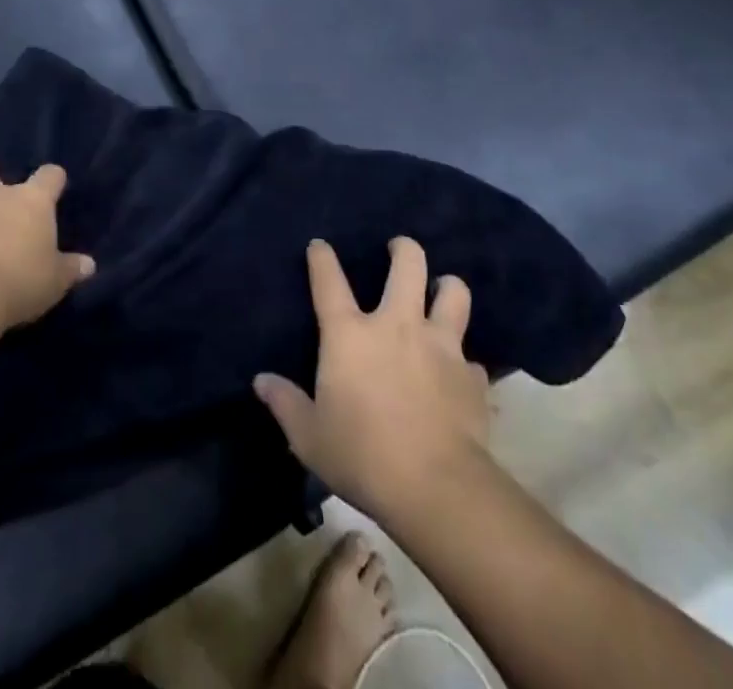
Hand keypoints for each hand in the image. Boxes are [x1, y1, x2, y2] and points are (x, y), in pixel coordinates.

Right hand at [255, 238, 490, 520]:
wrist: (436, 487)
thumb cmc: (362, 456)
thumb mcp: (309, 437)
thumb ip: (285, 403)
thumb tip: (262, 381)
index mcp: (350, 335)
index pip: (329, 281)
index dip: (322, 258)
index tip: (319, 245)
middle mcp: (396, 325)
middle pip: (407, 264)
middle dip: (403, 249)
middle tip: (398, 249)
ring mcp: (439, 345)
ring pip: (453, 293)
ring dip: (447, 286)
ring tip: (441, 290)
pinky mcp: (471, 375)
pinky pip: (470, 355)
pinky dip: (462, 358)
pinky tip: (458, 371)